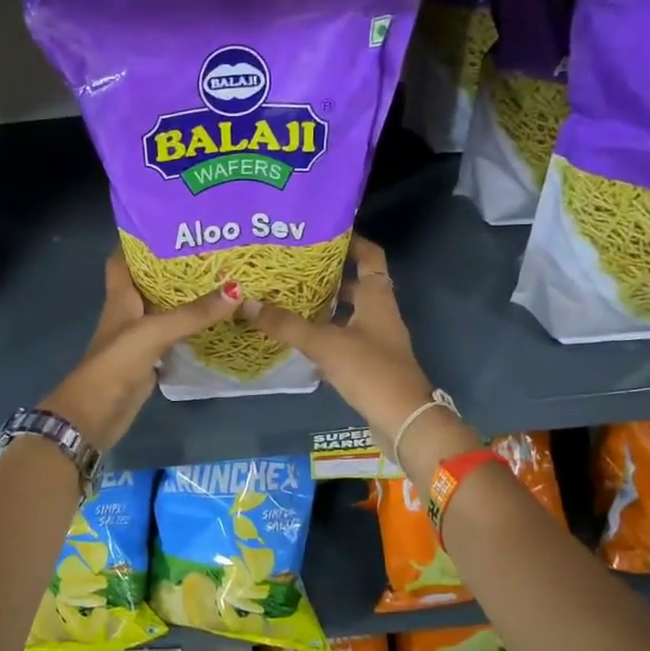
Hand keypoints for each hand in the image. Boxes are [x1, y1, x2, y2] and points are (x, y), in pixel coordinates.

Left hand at [42, 251, 239, 451]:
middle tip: (210, 248)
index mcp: (120, 296)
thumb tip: (237, 289)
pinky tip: (216, 321)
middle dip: (174, 264)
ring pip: (165, 308)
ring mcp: (139, 337)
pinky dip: (191, 328)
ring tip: (221, 278)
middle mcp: (129, 311)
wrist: (95, 414)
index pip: (123, 257)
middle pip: (150, 280)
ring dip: (186, 296)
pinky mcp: (150, 359)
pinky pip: (174, 335)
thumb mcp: (154, 332)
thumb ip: (193, 314)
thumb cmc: (115, 363)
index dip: (138, 237)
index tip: (168, 221)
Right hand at [240, 235, 439, 443]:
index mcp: (377, 298)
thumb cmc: (370, 371)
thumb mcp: (324, 344)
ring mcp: (377, 340)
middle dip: (327, 274)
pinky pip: (344, 339)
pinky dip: (324, 334)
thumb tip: (246, 303)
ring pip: (348, 313)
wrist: (403, 420)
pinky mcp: (370, 364)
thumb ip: (286, 325)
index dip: (351, 240)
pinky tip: (298, 337)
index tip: (321, 230)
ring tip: (287, 297)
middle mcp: (380, 313)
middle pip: (355, 283)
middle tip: (292, 265)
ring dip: (323, 305)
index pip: (369, 255)